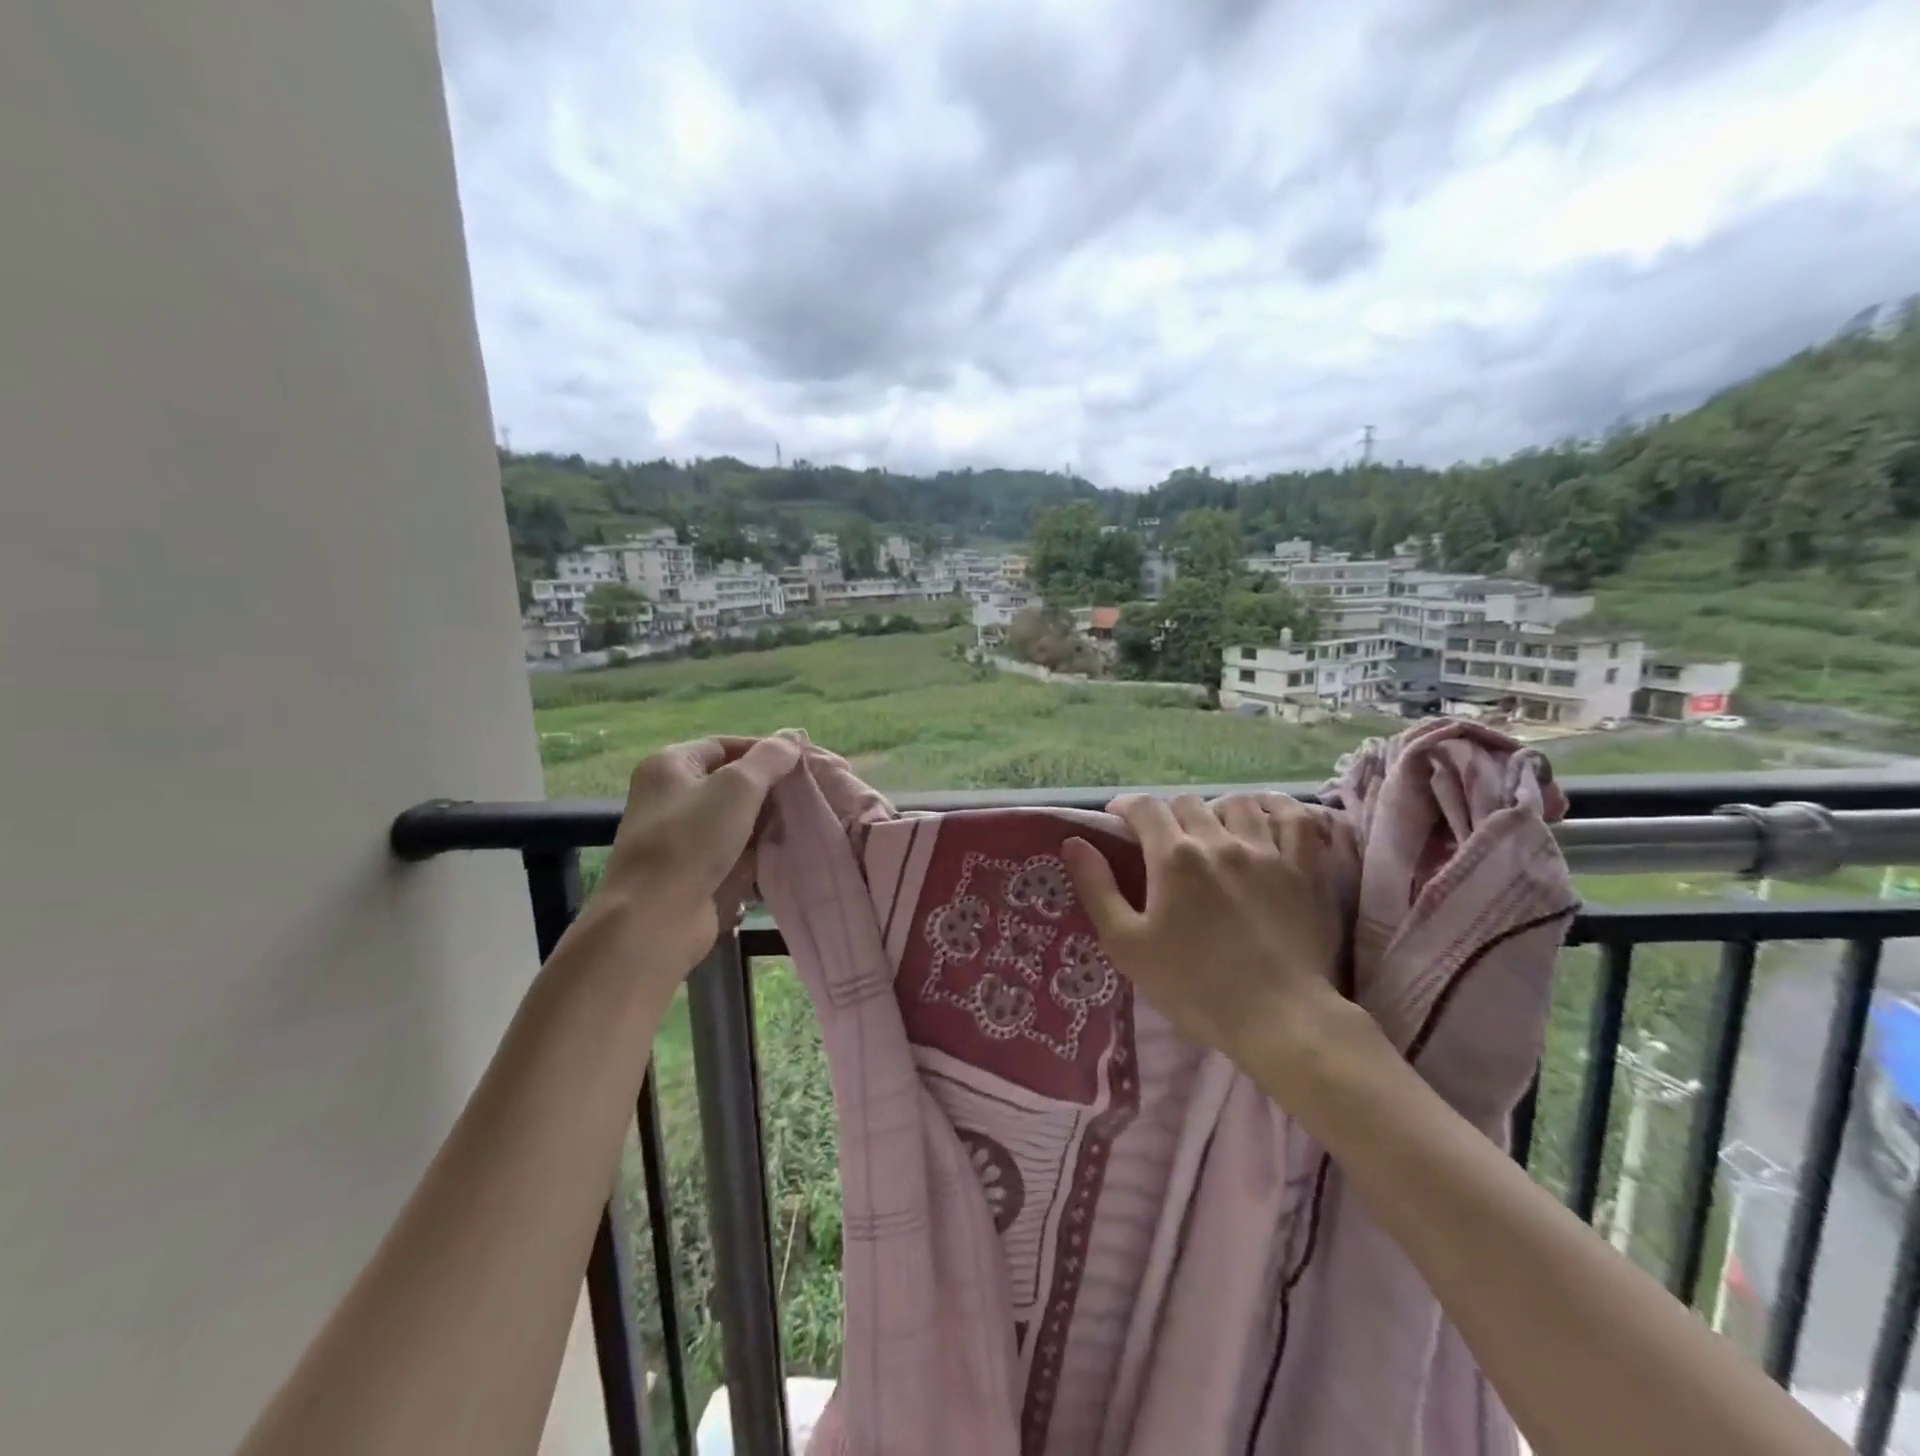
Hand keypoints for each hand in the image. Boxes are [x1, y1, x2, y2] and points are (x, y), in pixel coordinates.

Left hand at [597, 734, 803, 967]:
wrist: (656, 917)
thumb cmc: (692, 840)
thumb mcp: (737, 787)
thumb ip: (768, 759)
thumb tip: (791, 740)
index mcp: (669, 766)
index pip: (724, 745)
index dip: (763, 751)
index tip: (800, 764)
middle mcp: (669, 797)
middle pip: (729, 783)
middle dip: (768, 789)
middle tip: (806, 795)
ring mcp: (678, 837)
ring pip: (733, 819)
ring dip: (765, 822)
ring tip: (802, 824)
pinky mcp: (691, 871)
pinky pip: (730, 851)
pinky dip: (755, 852)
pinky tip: (783, 854)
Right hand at [1060, 793, 1347, 1074]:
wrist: (1276, 1017)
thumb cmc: (1193, 986)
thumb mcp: (1127, 944)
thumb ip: (1098, 888)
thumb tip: (1074, 842)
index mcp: (1173, 857)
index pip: (1145, 808)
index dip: (1126, 807)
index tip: (1118, 819)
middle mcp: (1219, 841)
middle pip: (1187, 803)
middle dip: (1167, 813)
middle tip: (1161, 839)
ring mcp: (1267, 851)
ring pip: (1237, 803)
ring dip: (1216, 809)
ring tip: (1211, 829)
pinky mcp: (1304, 869)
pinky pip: (1295, 818)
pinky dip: (1277, 808)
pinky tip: (1265, 814)